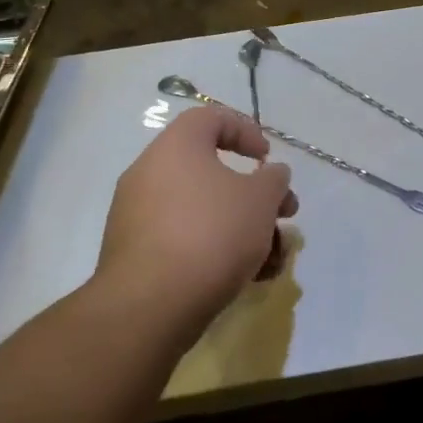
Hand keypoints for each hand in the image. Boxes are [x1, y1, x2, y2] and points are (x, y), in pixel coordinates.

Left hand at [94, 107, 296, 337]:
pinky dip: (218, 251)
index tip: (267, 159)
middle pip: (213, 172)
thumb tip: (271, 175)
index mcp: (176, 147)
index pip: (210, 118)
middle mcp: (151, 174)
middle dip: (257, 196)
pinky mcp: (138, 254)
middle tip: (285, 215)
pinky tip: (250, 278)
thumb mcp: (260, 200)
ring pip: (204, 212)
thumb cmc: (212, 233)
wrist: (151, 304)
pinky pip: (186, 240)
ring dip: (245, 229)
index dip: (246, 130)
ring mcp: (140, 216)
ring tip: (274, 259)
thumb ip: (273, 180)